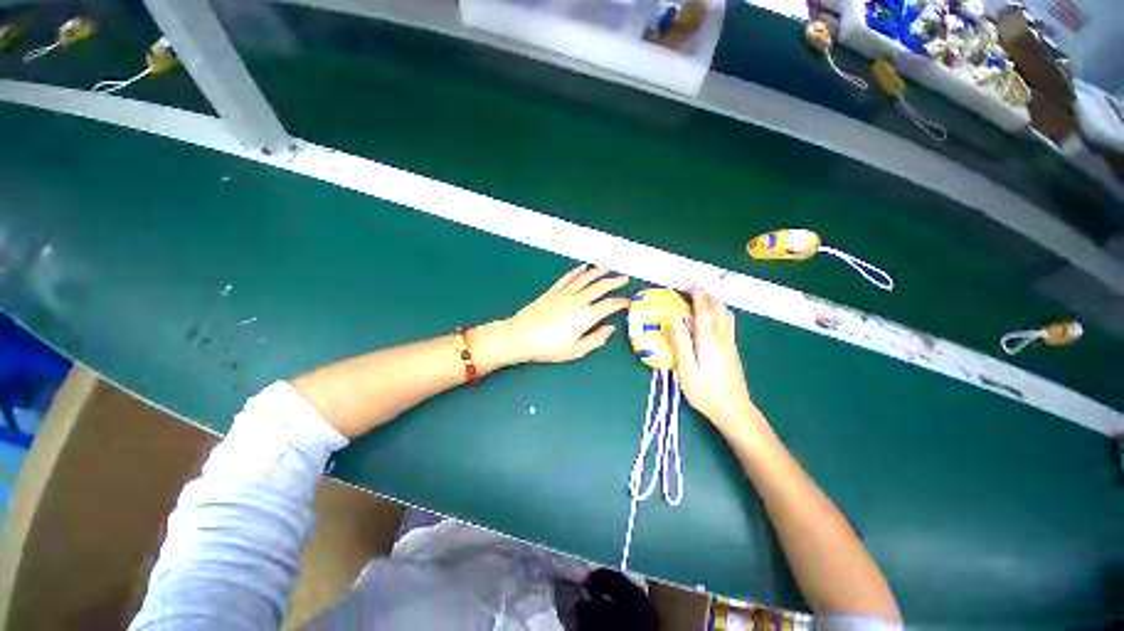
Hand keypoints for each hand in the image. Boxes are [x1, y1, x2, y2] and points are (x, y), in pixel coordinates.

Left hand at [505, 266, 629, 363]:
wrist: (522, 335)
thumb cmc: (549, 347)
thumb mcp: (576, 350)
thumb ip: (596, 339)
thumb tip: (611, 328)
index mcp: (587, 315)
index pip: (610, 305)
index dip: (622, 302)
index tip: (629, 301)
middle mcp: (579, 300)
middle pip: (601, 287)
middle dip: (615, 282)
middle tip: (625, 278)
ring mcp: (565, 293)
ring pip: (586, 278)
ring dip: (598, 271)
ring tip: (608, 267)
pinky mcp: (553, 290)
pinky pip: (568, 277)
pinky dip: (577, 271)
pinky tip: (583, 267)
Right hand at [668, 287, 761, 437]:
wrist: (735, 411)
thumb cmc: (706, 393)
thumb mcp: (686, 371)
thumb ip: (680, 344)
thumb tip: (674, 321)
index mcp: (709, 341)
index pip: (704, 312)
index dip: (698, 296)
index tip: (691, 284)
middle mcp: (722, 339)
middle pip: (718, 311)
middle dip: (708, 296)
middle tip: (696, 288)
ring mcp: (730, 346)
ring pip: (726, 317)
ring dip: (716, 304)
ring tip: (705, 299)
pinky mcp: (733, 353)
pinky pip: (728, 325)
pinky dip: (720, 314)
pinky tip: (715, 319)